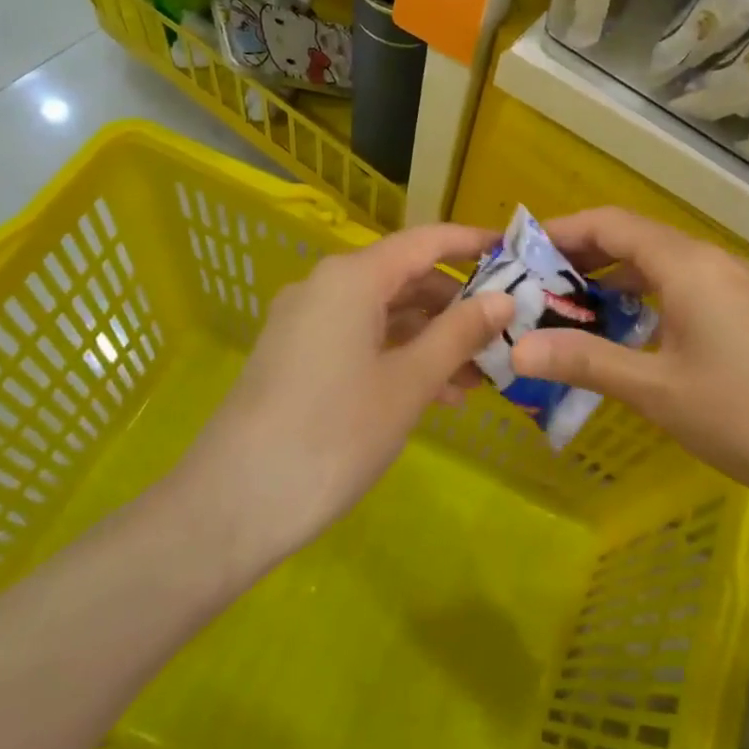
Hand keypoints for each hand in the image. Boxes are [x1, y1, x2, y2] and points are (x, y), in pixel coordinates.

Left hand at [166, 223, 512, 574]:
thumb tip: (505, 298)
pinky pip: (361, 340)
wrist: (231, 507)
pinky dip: (400, 356)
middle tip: (505, 333)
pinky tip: (435, 395)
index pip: (425, 241)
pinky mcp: (296, 358)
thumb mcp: (409, 383)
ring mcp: (306, 323)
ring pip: (385, 314)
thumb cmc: (333, 434)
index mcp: (352, 278)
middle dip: (457, 304)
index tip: (516, 254)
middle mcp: (326, 287)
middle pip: (406, 278)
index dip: (472, 243)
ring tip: (478, 377)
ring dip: (432, 338)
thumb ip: (460, 333)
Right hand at [508, 208, 748, 531]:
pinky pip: (682, 288)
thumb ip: (585, 361)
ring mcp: (734, 285)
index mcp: (686, 264)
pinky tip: (626, 336)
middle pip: (633, 240)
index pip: (610, 223)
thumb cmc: (748, 415)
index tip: (518, 255)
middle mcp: (710, 260)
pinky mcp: (748, 312)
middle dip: (580, 260)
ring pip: (659, 266)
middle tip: (532, 291)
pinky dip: (644, 300)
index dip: (561, 232)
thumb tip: (515, 350)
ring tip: (567, 312)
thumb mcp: (656, 390)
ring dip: (612, 282)